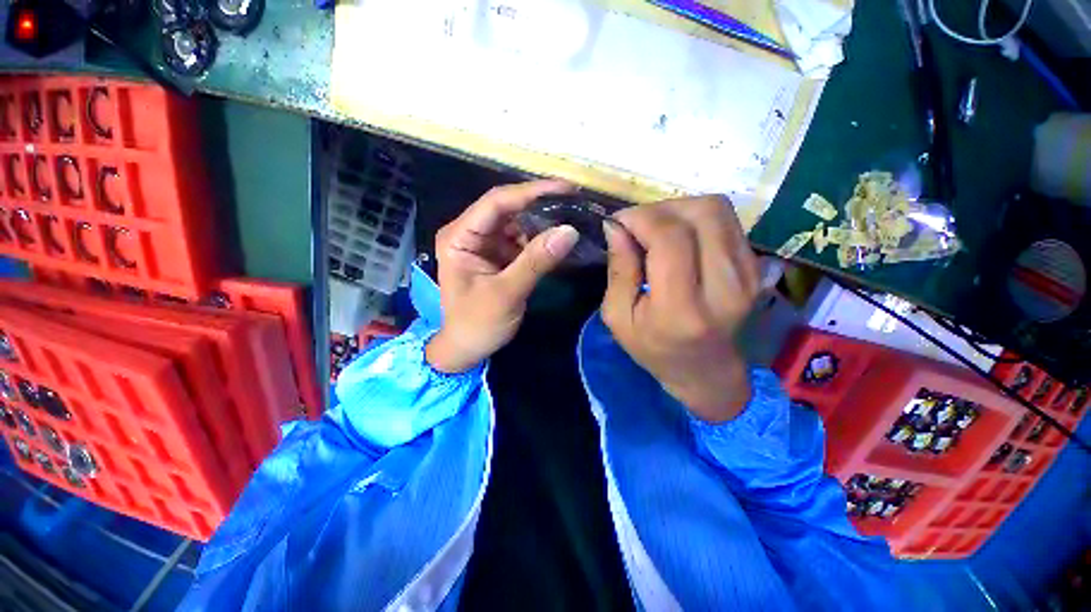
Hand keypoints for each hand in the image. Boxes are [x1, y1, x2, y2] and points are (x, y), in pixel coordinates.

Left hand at [426, 180, 580, 372]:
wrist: (468, 349)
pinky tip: (560, 237)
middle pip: (508, 208)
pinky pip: (522, 240)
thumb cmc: (478, 324)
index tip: (565, 188)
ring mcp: (485, 244)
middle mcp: (471, 233)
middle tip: (575, 200)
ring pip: (517, 222)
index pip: (496, 202)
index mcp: (459, 237)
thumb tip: (570, 231)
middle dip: (540, 204)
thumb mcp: (506, 294)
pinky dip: (541, 239)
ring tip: (573, 216)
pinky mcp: (498, 255)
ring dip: (543, 221)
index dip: (531, 191)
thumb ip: (536, 261)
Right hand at [601, 196, 759, 422]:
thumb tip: (616, 226)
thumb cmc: (655, 349)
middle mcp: (725, 286)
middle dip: (661, 208)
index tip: (619, 223)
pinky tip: (679, 238)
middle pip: (702, 212)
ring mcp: (749, 275)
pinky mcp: (757, 268)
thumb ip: (619, 270)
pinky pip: (727, 222)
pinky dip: (697, 220)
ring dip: (680, 209)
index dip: (641, 218)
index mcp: (683, 307)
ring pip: (718, 210)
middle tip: (638, 225)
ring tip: (657, 229)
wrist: (708, 373)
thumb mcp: (619, 318)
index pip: (670, 237)